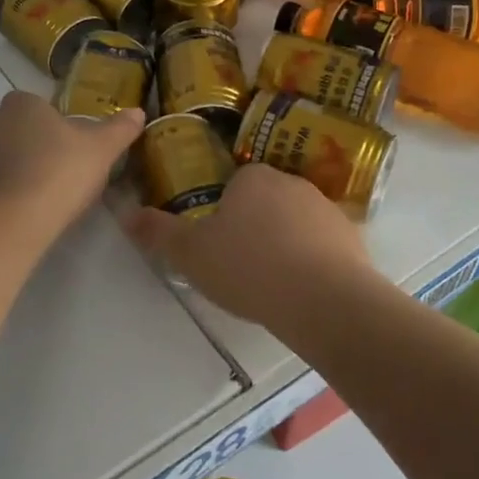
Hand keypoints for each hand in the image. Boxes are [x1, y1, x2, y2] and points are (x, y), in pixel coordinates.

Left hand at [0, 91, 143, 233]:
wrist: (4, 223)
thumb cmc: (58, 174)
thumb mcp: (101, 150)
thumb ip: (119, 129)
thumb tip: (138, 112)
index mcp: (21, 105)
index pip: (36, 105)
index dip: (54, 126)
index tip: (71, 150)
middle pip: (13, 131)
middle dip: (30, 148)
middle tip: (57, 176)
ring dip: (9, 174)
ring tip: (35, 201)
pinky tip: (12, 219)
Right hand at [125, 163, 373, 328]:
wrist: (324, 300)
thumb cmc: (249, 268)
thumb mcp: (192, 254)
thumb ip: (159, 233)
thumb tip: (126, 213)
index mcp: (253, 177)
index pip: (234, 184)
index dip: (224, 212)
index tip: (219, 243)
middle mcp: (291, 182)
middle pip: (266, 200)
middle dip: (255, 225)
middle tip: (242, 265)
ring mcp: (326, 208)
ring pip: (296, 221)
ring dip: (286, 242)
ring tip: (273, 282)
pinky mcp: (352, 236)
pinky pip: (324, 244)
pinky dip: (314, 260)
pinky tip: (304, 290)